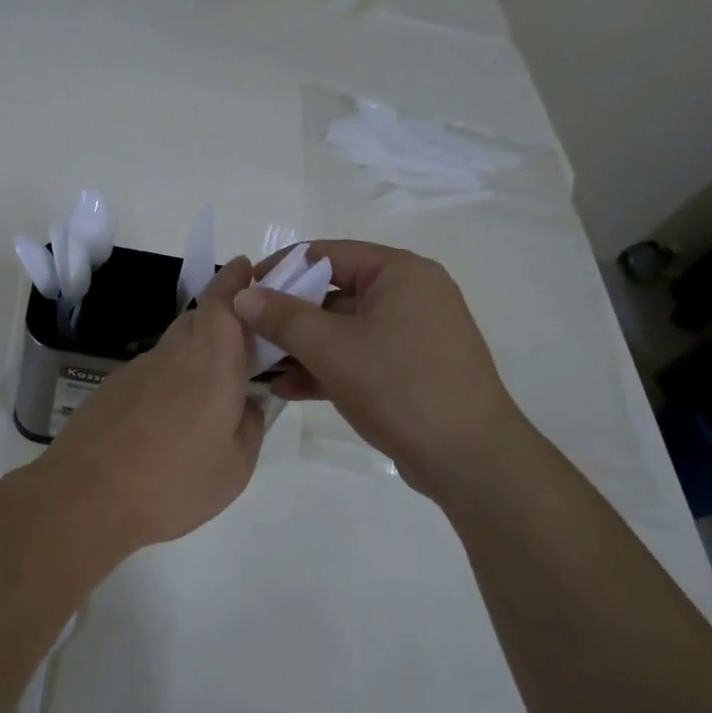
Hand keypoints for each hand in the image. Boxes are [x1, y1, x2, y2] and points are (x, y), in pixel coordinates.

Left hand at [30, 256, 265, 554]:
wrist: (85, 497)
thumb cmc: (173, 483)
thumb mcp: (235, 467)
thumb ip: (250, 427)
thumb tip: (249, 405)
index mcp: (211, 362)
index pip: (224, 302)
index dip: (236, 280)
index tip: (246, 268)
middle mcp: (172, 354)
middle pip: (198, 319)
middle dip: (222, 321)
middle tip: (242, 348)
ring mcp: (136, 370)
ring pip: (174, 348)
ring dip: (194, 357)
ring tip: (207, 397)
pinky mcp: (111, 389)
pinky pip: (151, 374)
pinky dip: (168, 383)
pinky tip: (168, 422)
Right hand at [235, 241, 523, 498]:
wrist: (469, 458)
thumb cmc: (400, 387)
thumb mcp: (333, 349)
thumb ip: (283, 318)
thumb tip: (242, 294)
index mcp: (399, 273)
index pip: (327, 254)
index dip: (281, 269)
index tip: (244, 293)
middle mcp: (408, 294)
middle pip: (333, 292)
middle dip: (288, 316)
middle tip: (247, 333)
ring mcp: (410, 334)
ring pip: (343, 329)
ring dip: (301, 346)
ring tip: (259, 366)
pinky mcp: (408, 369)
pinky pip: (358, 356)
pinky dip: (326, 368)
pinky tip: (287, 388)